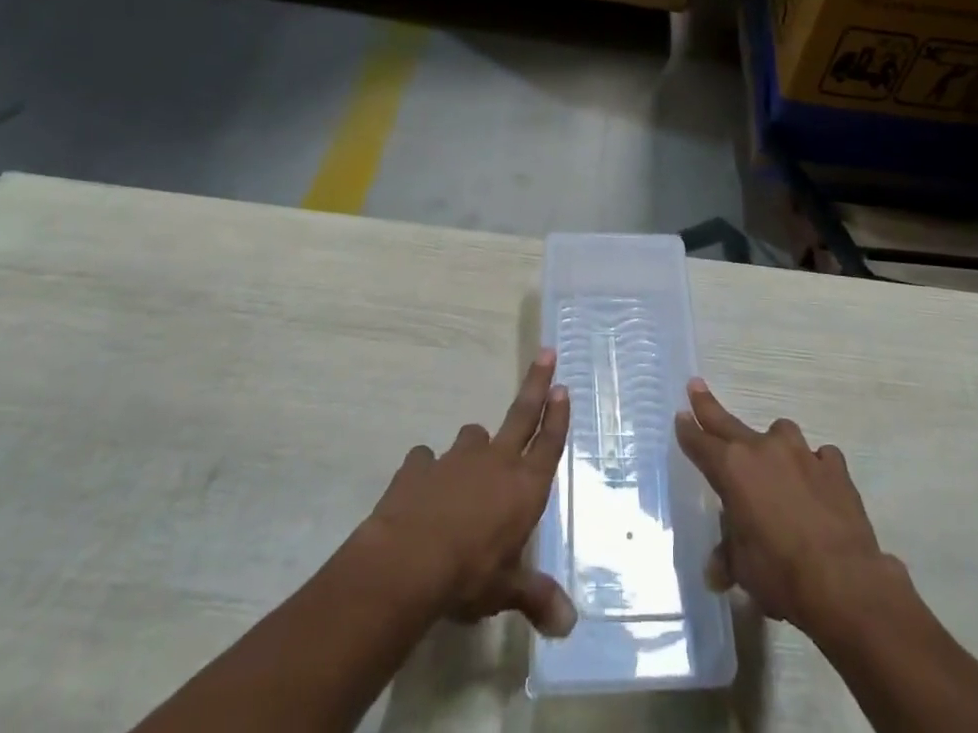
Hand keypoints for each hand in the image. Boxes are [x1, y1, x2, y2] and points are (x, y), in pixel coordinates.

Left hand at [365, 350, 575, 636]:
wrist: (407, 562)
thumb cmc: (468, 575)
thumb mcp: (505, 590)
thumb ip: (536, 597)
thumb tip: (569, 625)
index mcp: (523, 487)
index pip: (548, 444)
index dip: (557, 416)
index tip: (563, 387)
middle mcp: (495, 462)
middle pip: (522, 414)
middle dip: (536, 383)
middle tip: (546, 352)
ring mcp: (456, 458)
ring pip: (472, 437)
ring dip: (474, 448)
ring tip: (468, 468)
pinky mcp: (420, 465)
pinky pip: (427, 459)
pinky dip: (427, 469)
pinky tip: (421, 485)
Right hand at [675, 378, 890, 633]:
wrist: (844, 582)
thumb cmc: (780, 574)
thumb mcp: (744, 570)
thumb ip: (729, 557)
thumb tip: (716, 570)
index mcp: (733, 469)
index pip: (701, 443)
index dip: (688, 430)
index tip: (681, 415)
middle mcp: (764, 449)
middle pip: (729, 423)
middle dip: (709, 406)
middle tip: (696, 386)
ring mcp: (802, 453)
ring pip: (781, 434)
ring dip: (775, 447)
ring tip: (778, 468)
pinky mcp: (834, 466)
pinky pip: (820, 457)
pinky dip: (815, 468)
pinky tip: (819, 487)